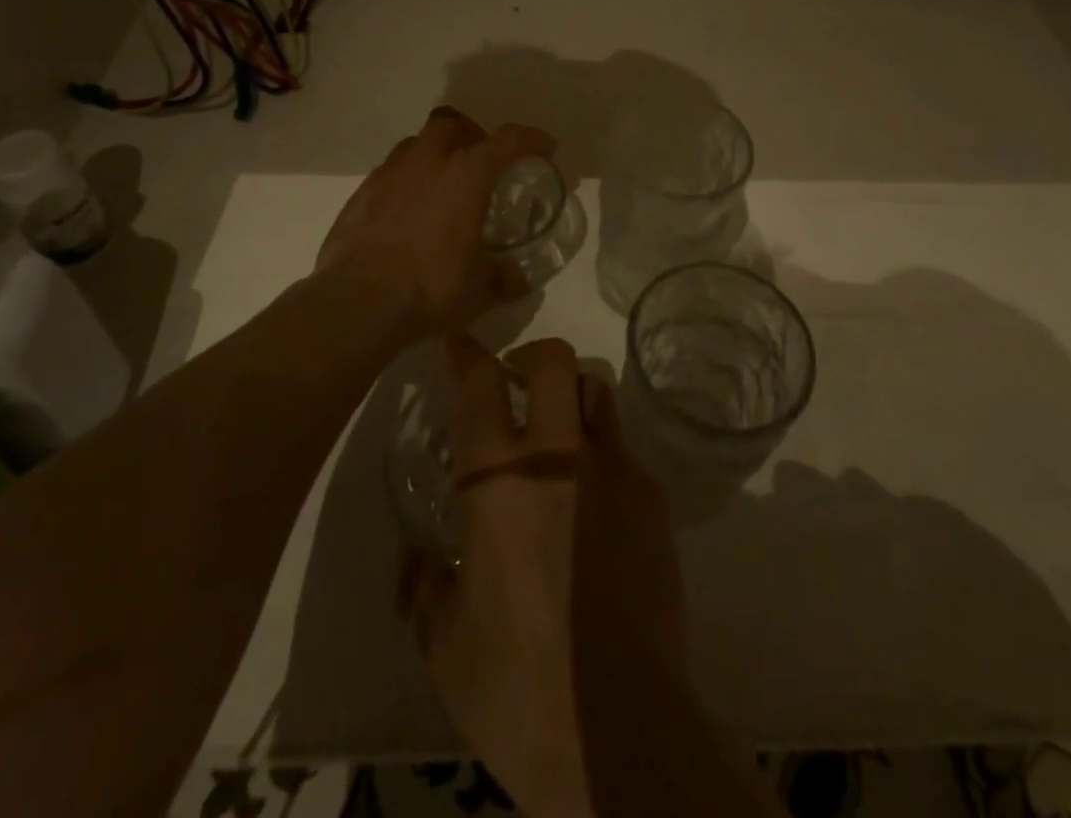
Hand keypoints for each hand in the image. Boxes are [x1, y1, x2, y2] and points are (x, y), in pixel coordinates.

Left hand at [316, 107, 555, 336]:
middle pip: (451, 123)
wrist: (355, 304)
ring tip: (442, 185)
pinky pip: (389, 172)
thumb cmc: (429, 289)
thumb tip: (517, 278)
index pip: (506, 140)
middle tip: (481, 160)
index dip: (530, 139)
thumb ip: (503, 278)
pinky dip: (405, 181)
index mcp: (465, 177)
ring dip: (434, 154)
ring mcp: (388, 175)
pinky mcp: (360, 195)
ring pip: (415, 144)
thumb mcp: (479, 291)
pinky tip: (408, 211)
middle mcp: (426, 164)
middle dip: (471, 134)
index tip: (545, 147)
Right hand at [400, 337, 684, 816]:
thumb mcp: (443, 640)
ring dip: (572, 398)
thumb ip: (422, 585)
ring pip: (597, 392)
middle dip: (532, 356)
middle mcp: (559, 454)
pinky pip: (623, 453)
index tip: (459, 343)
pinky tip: (595, 510)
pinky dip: (602, 459)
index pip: (480, 383)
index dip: (467, 352)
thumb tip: (417, 558)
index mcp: (498, 478)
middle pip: (553, 360)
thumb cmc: (514, 683)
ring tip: (559, 434)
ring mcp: (613, 470)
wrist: (618, 727)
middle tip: (517, 382)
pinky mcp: (652, 499)